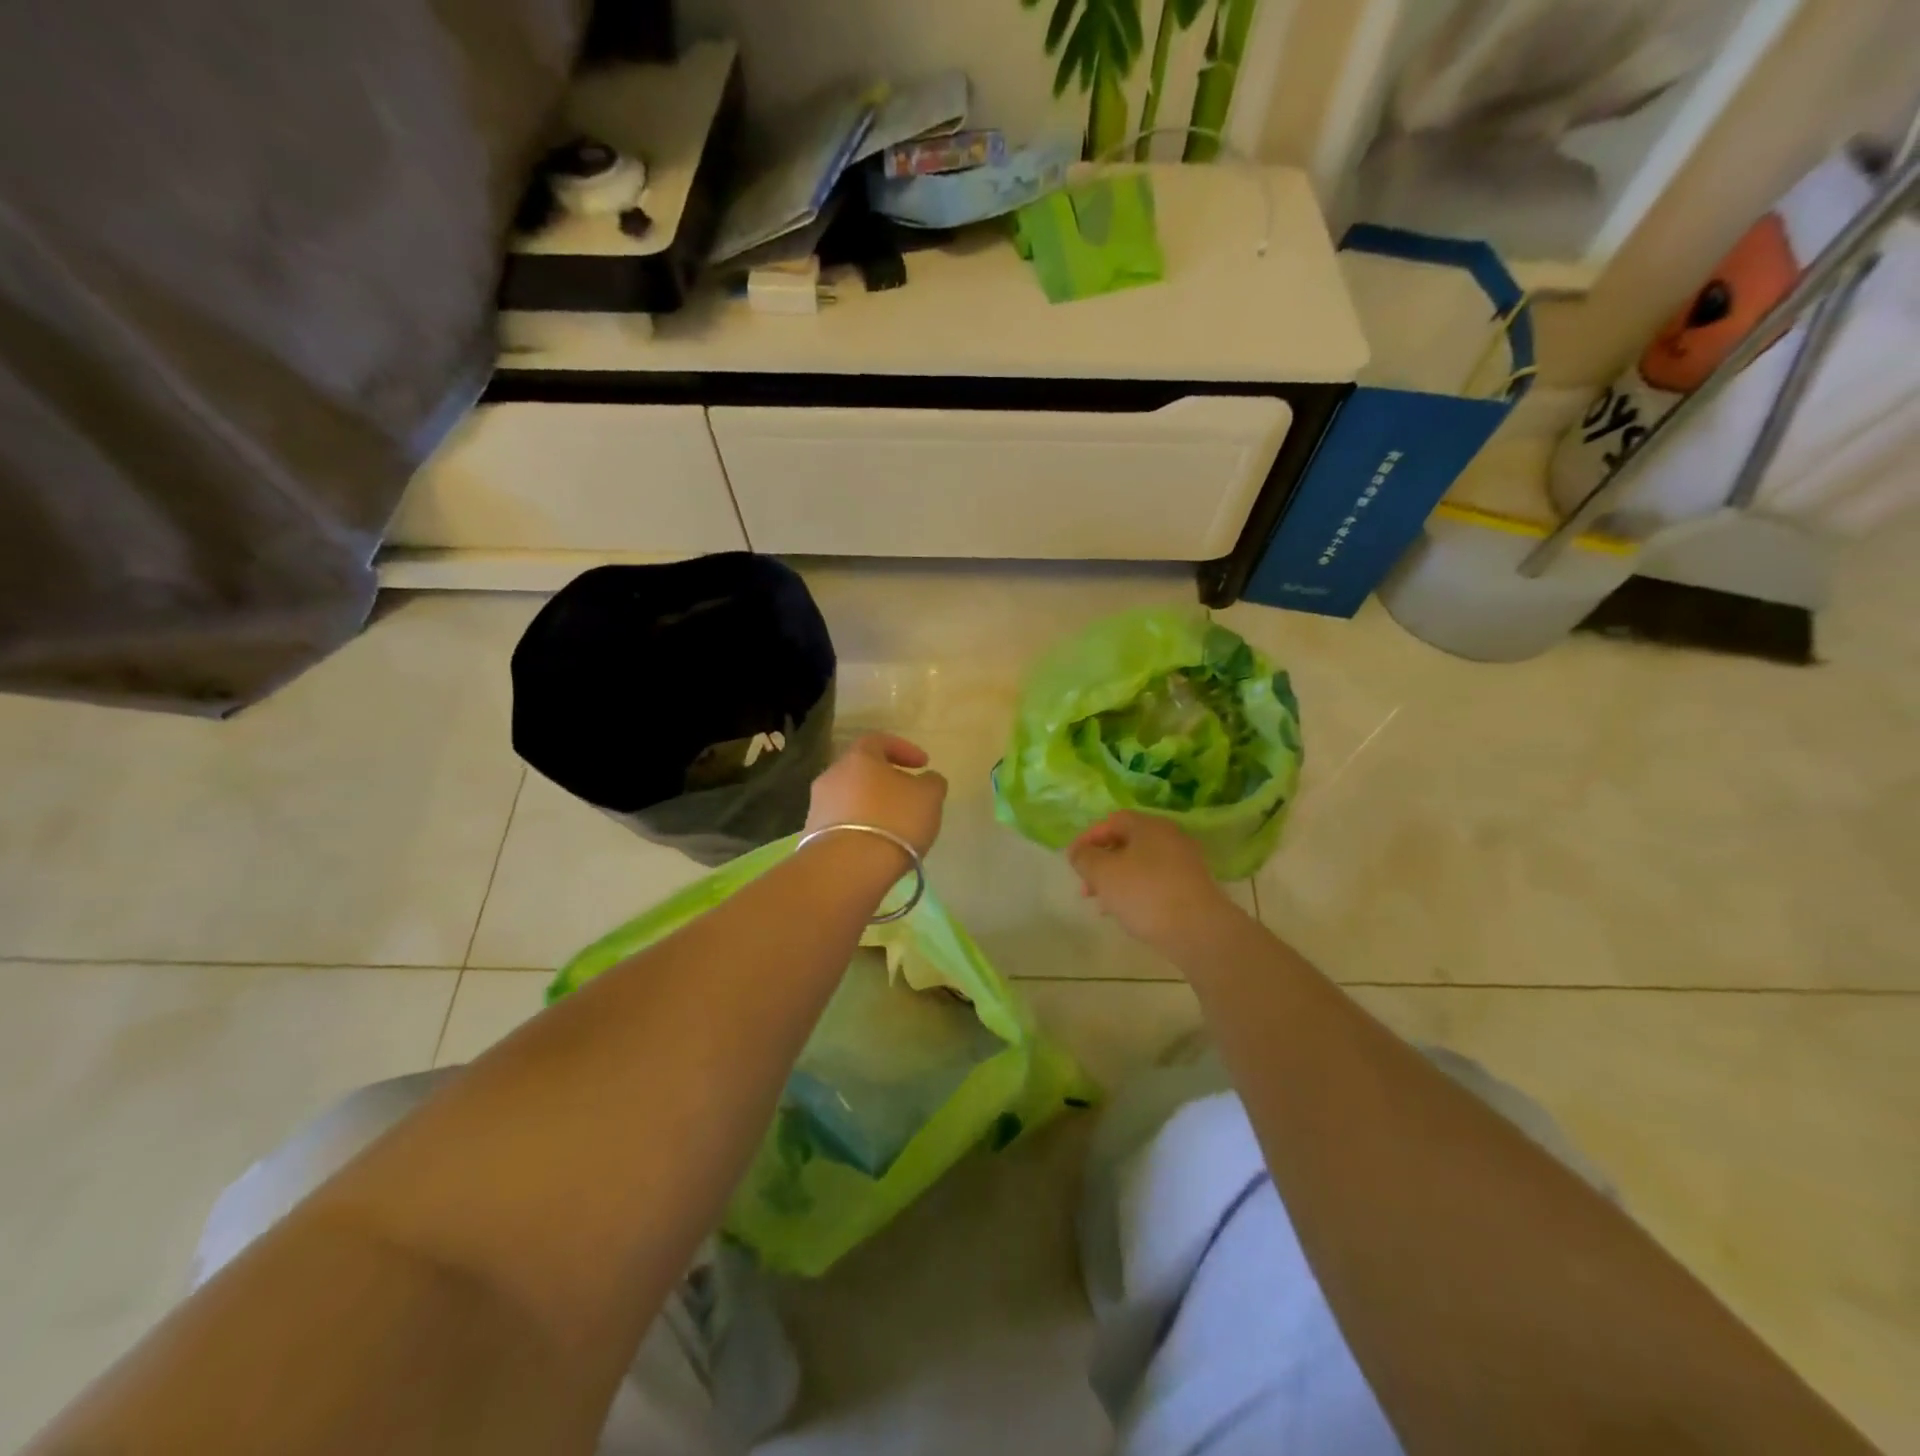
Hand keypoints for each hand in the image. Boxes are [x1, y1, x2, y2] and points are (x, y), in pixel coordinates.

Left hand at [806, 733, 947, 857]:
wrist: (847, 868)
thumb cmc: (894, 820)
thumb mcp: (929, 797)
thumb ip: (932, 782)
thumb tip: (926, 780)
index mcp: (859, 757)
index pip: (879, 740)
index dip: (904, 749)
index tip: (924, 765)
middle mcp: (832, 775)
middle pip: (861, 771)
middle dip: (885, 781)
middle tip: (907, 796)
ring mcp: (817, 806)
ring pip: (849, 798)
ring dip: (871, 807)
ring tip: (893, 827)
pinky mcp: (812, 836)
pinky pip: (841, 824)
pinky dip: (859, 829)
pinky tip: (875, 845)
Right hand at [1067, 811, 1234, 951]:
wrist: (1199, 931)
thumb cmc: (1145, 894)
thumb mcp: (1103, 873)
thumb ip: (1084, 858)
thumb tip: (1078, 851)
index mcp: (1149, 826)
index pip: (1112, 821)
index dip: (1088, 838)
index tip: (1073, 860)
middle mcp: (1170, 837)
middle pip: (1127, 843)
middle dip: (1101, 863)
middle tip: (1085, 886)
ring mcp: (1185, 862)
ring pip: (1141, 865)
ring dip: (1117, 880)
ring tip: (1101, 904)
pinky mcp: (1193, 887)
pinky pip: (1156, 882)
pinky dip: (1137, 891)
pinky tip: (1127, 913)